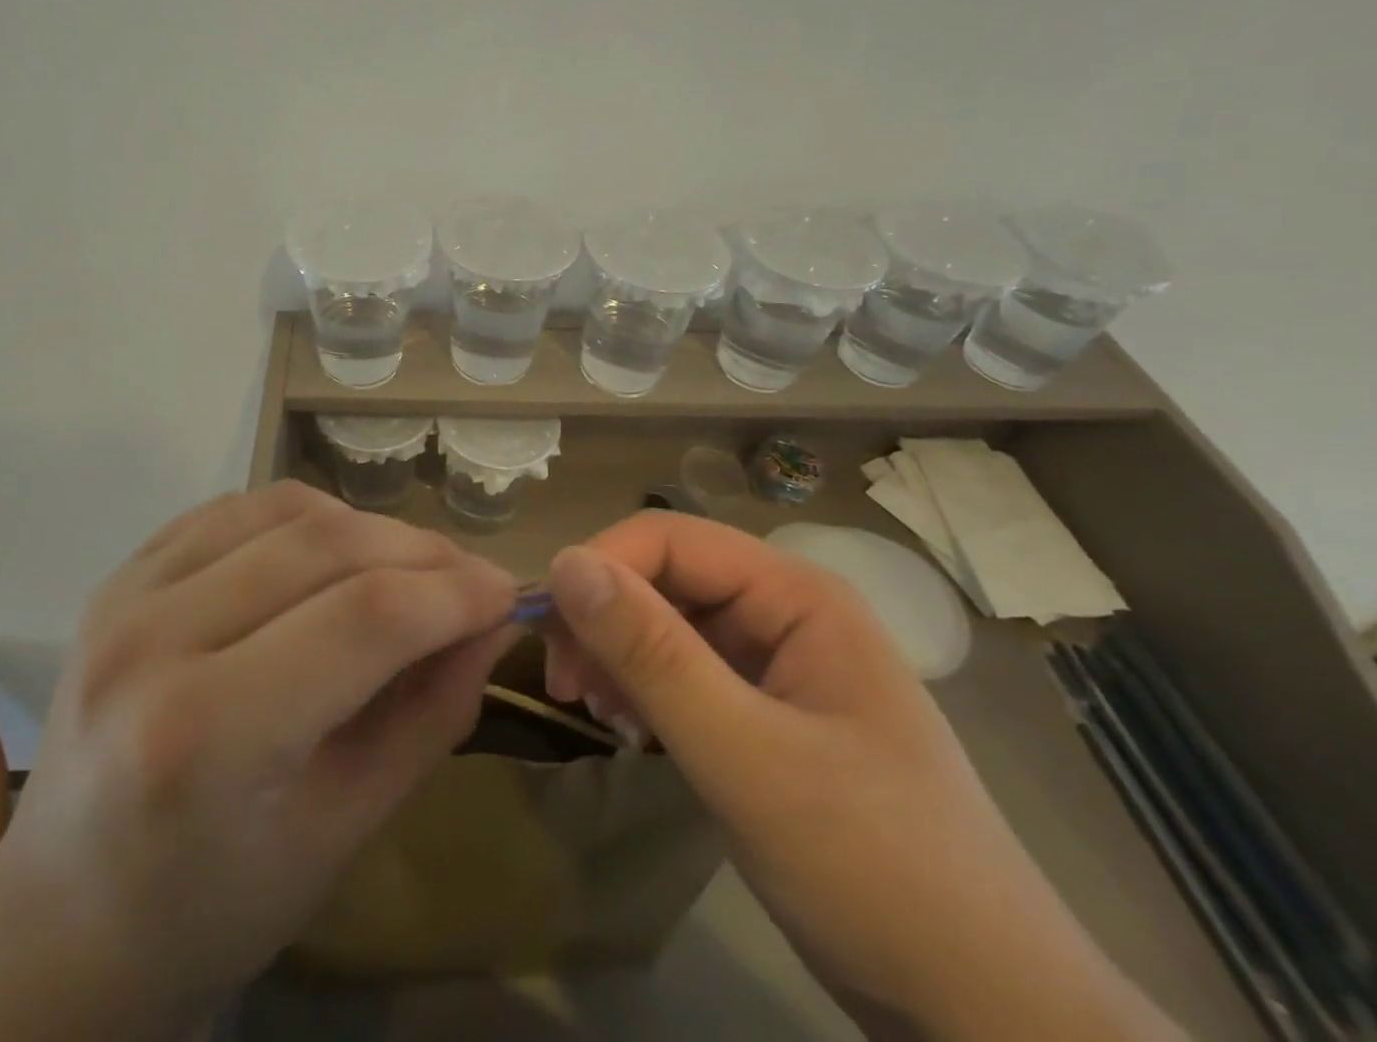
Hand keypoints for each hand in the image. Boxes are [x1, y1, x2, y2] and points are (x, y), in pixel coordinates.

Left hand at [0, 481, 517, 1041]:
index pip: (364, 618)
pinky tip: (334, 550)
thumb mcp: (345, 829)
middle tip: (470, 578)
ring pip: (286, 508)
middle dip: (421, 552)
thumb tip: (493, 622)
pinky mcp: (123, 572)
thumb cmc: (214, 903)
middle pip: (326, 545)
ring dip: (368, 526)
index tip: (506, 592)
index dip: (452, 592)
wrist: (63, 916)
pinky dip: (306, 516)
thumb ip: (429, 713)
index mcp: (206, 733)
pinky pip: (238, 507)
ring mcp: (127, 593)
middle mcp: (155, 640)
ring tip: (408, 566)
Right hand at [541, 512, 1181, 1041]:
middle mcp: (786, 612)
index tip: (546, 633)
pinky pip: (686, 672)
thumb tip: (565, 563)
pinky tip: (632, 730)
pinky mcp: (767, 714)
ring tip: (600, 715)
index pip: (671, 539)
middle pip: (666, 577)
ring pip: (669, 624)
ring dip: (620, 656)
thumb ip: (653, 655)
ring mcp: (778, 664)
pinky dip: (646, 691)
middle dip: (605, 619)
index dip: (601, 568)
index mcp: (797, 594)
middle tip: (566, 686)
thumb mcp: (747, 758)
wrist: (985, 1016)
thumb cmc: (875, 870)